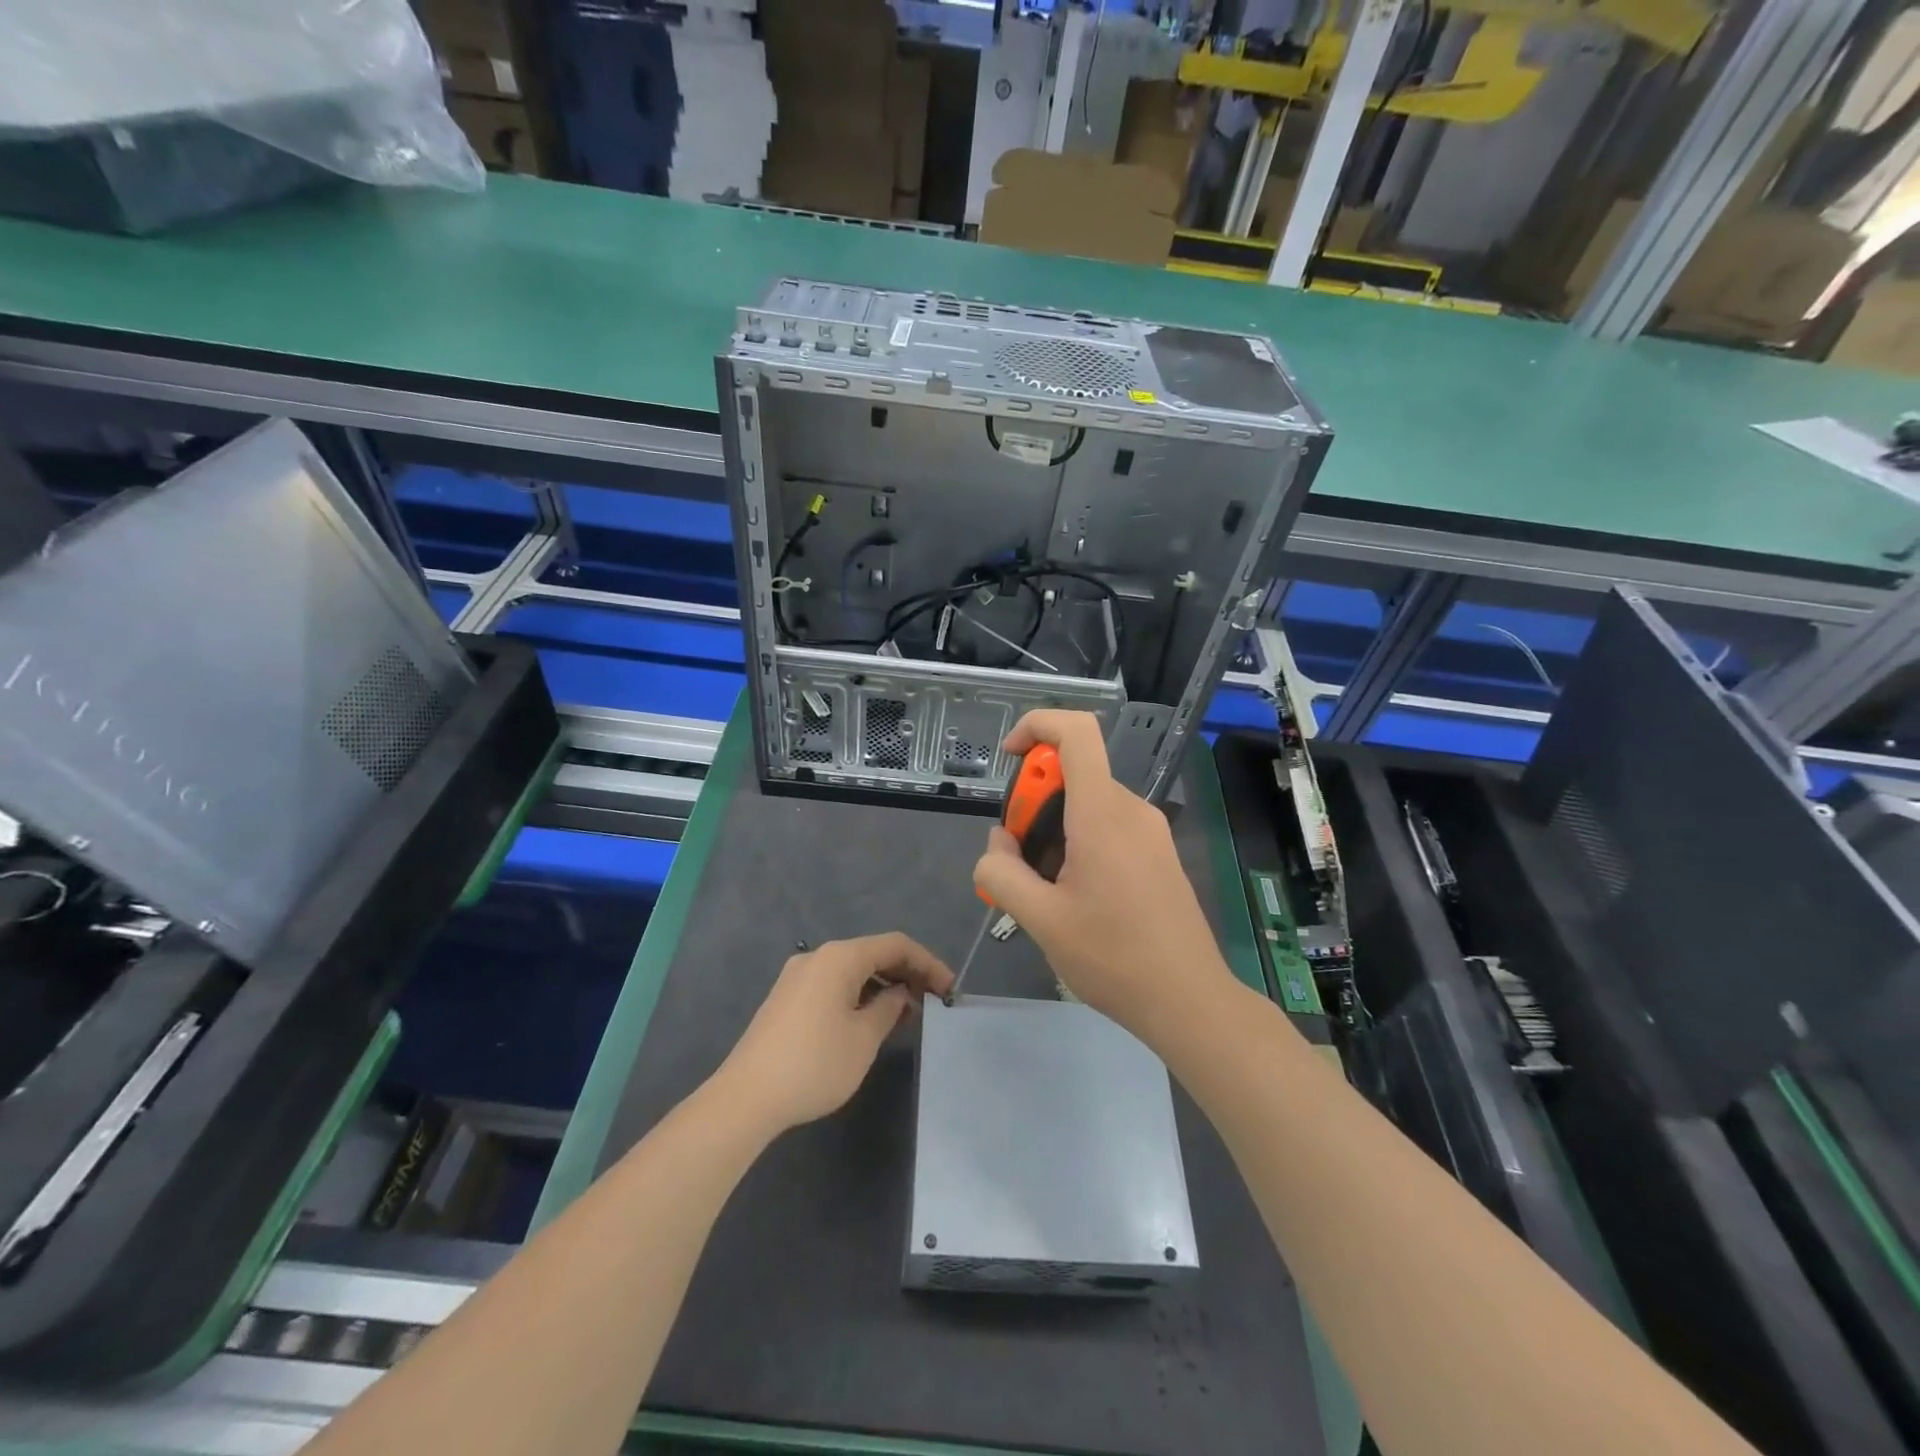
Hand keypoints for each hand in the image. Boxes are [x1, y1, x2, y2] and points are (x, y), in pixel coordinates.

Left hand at [718, 933, 952, 1131]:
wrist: (745, 1098)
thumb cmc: (814, 1064)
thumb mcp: (864, 1038)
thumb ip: (889, 1008)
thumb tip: (898, 994)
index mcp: (840, 957)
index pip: (896, 945)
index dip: (927, 963)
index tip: (949, 989)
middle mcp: (818, 957)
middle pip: (873, 953)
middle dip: (906, 974)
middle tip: (932, 1002)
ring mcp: (798, 976)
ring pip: (853, 970)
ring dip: (882, 986)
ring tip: (906, 1016)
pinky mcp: (787, 998)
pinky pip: (834, 984)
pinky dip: (859, 995)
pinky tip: (870, 1021)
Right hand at [971, 711, 1233, 1037]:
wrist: (1189, 1000)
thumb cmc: (1114, 957)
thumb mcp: (1040, 920)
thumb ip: (1002, 873)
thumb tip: (997, 845)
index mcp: (1103, 814)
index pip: (1076, 731)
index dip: (1037, 726)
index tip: (1009, 759)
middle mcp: (1132, 810)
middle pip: (1073, 774)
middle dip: (1033, 804)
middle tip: (1020, 861)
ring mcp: (1151, 832)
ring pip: (1088, 804)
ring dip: (1053, 830)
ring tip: (1045, 891)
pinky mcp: (1159, 854)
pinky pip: (1109, 826)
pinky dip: (1079, 843)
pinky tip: (1074, 899)